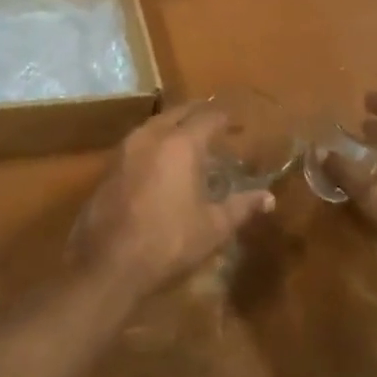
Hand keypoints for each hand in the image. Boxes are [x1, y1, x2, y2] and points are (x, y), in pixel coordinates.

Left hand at [72, 103, 275, 300]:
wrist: (108, 263)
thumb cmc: (169, 242)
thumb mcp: (213, 228)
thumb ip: (241, 207)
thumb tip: (268, 198)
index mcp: (181, 144)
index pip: (208, 117)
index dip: (225, 118)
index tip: (237, 123)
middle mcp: (151, 136)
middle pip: (178, 112)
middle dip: (197, 114)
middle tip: (215, 123)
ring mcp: (124, 149)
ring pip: (153, 124)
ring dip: (173, 125)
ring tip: (189, 138)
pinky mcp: (108, 167)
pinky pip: (137, 142)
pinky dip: (154, 143)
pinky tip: (160, 161)